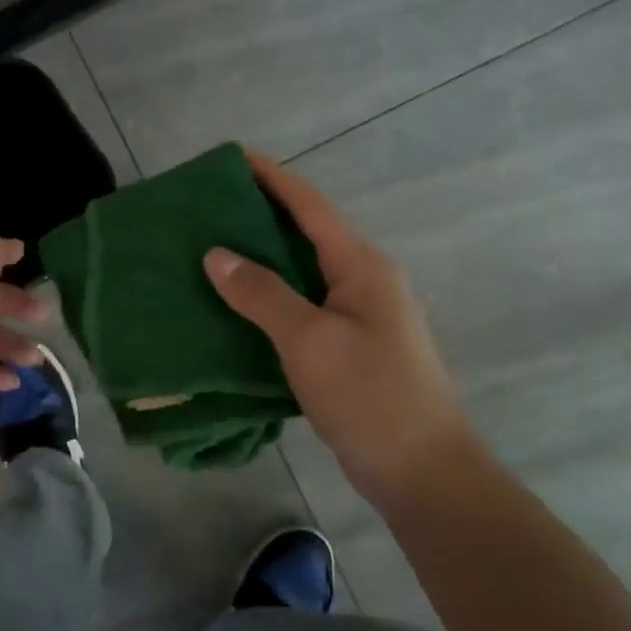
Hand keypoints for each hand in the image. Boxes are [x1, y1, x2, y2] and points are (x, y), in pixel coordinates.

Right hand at [204, 152, 474, 498]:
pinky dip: (269, 299)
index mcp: (362, 266)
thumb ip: (262, 294)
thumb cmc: (370, 396)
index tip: (232, 158)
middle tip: (207, 210)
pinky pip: (303, 307)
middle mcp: (364, 281)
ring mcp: (361, 316)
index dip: (272, 178)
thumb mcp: (310, 341)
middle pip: (306, 234)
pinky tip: (236, 308)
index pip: (310, 207)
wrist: (424, 472)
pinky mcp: (351, 347)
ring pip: (302, 273)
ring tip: (211, 253)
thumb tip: (216, 254)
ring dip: (261, 260)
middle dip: (260, 217)